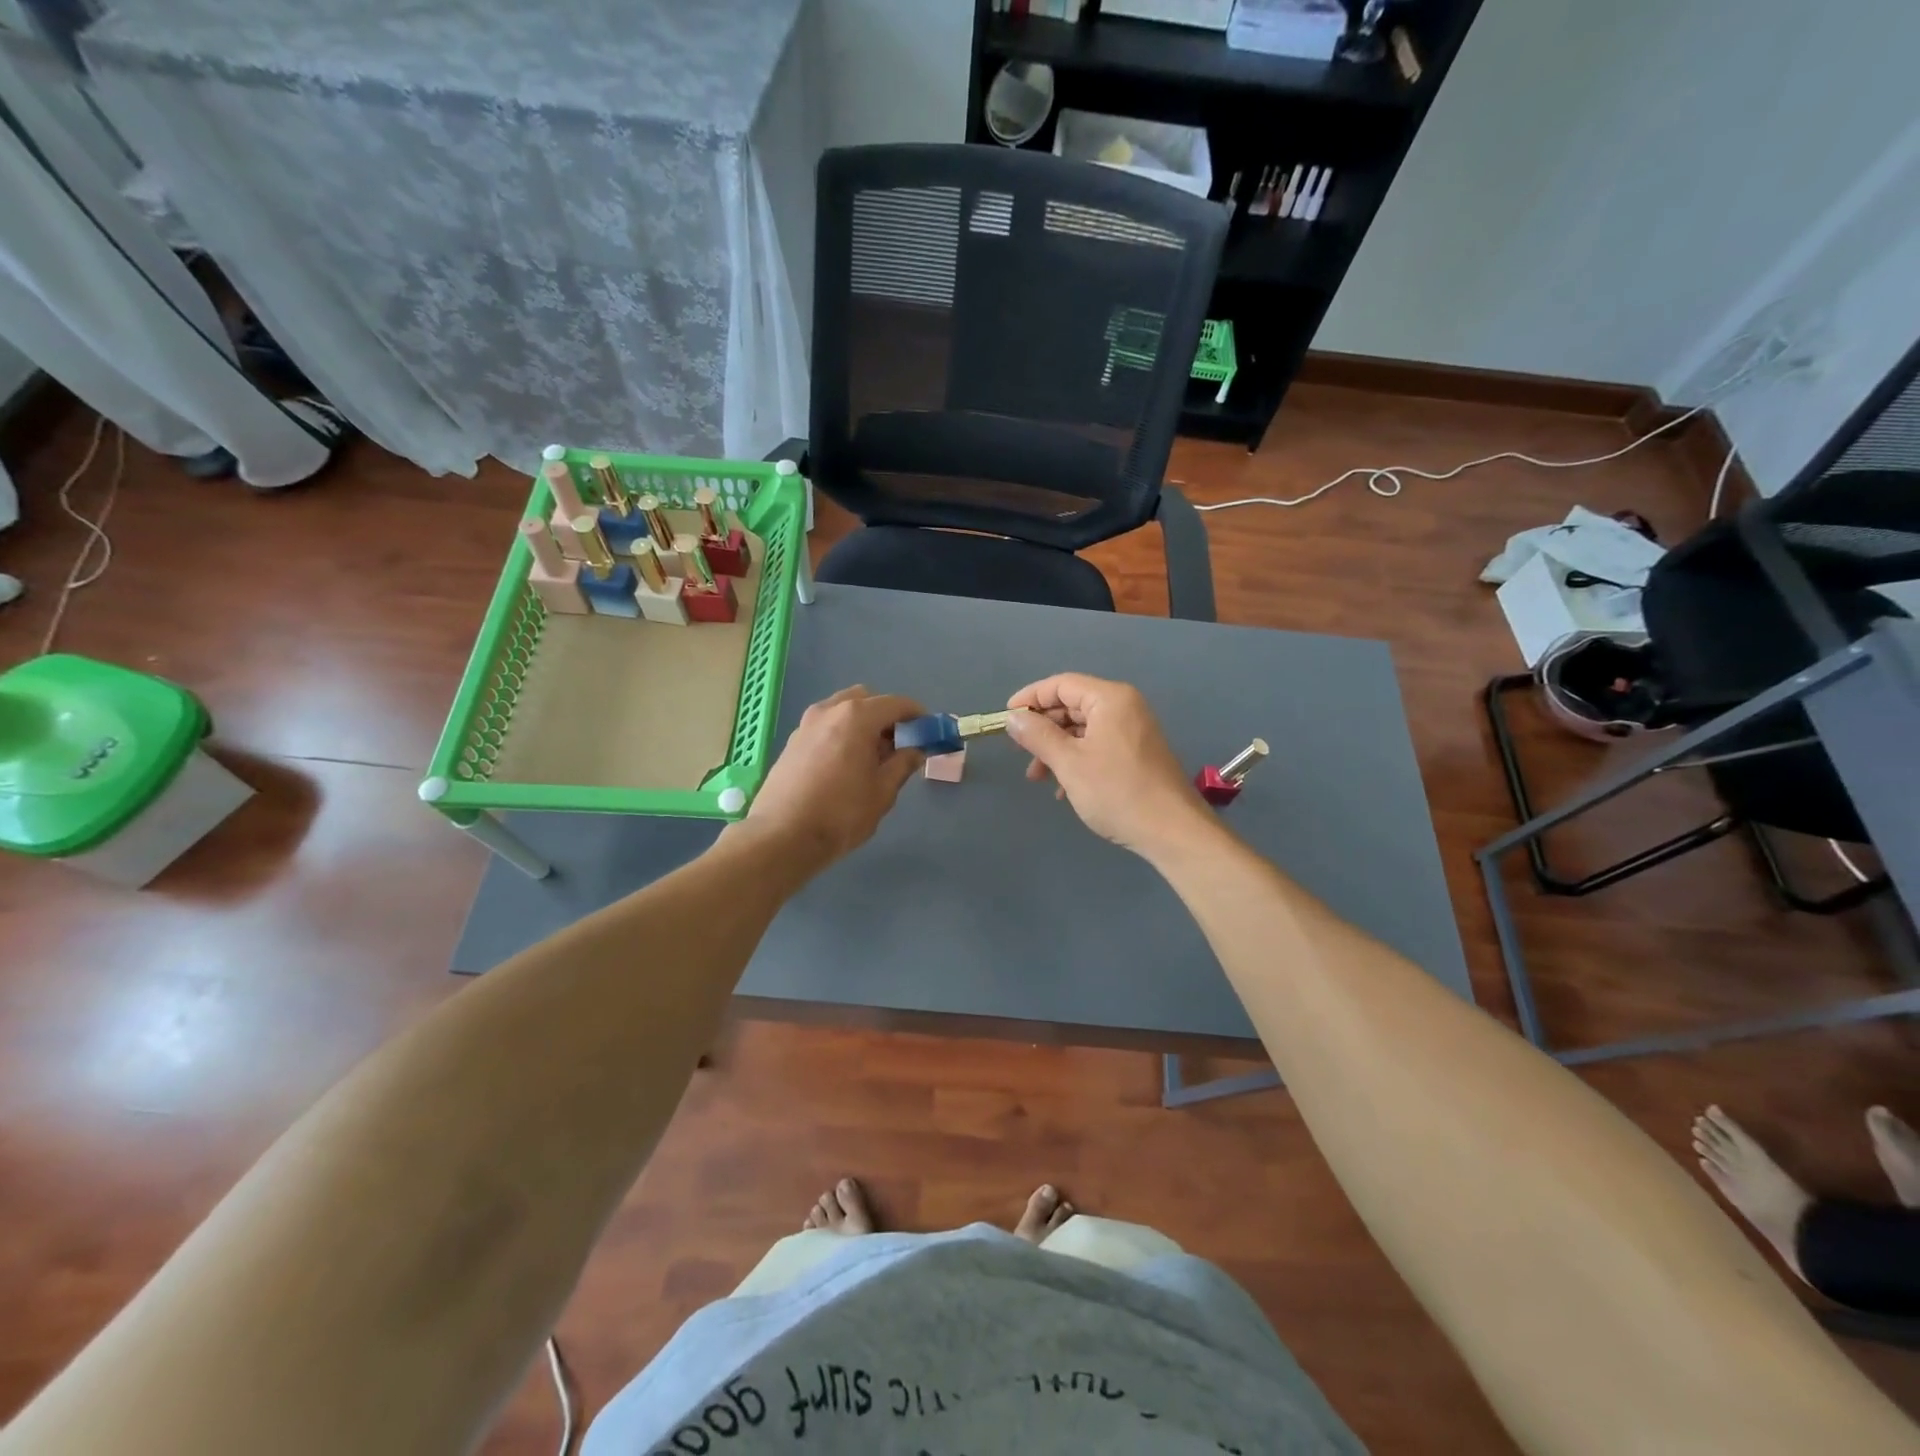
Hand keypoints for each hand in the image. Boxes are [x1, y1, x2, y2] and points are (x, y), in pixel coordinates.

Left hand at [738, 686, 924, 871]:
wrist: (781, 837)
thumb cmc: (841, 814)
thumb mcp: (882, 792)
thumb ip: (902, 764)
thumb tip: (915, 750)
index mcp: (856, 717)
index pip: (895, 704)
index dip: (916, 715)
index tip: (928, 731)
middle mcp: (829, 711)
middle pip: (866, 701)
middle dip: (886, 717)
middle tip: (897, 746)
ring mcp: (806, 725)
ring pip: (842, 712)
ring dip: (861, 725)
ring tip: (870, 759)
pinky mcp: (792, 743)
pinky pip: (825, 728)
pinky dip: (841, 735)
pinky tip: (844, 767)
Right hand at [1004, 673, 1212, 857]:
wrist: (1172, 831)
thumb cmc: (1117, 792)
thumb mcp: (1069, 763)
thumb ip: (1038, 736)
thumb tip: (1013, 717)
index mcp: (1110, 699)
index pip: (1061, 684)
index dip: (1030, 698)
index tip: (1005, 719)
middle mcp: (1124, 707)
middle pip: (1072, 705)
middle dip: (1043, 728)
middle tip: (1019, 752)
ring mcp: (1133, 730)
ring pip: (1083, 729)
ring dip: (1056, 749)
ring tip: (1038, 778)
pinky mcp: (1137, 753)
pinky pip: (1098, 746)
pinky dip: (1077, 760)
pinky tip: (1063, 789)